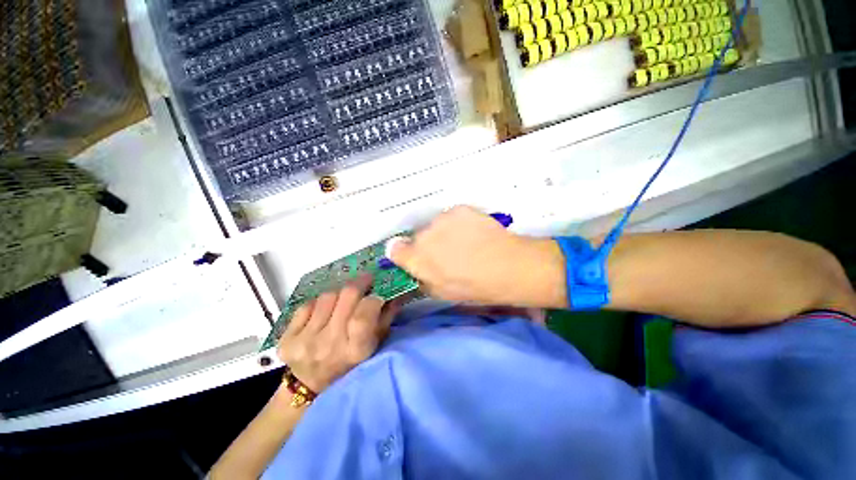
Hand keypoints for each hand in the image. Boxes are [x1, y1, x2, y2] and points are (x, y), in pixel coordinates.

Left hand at [277, 275, 400, 392]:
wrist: (310, 386)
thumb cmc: (350, 365)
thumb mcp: (374, 346)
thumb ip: (385, 319)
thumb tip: (394, 294)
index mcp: (355, 350)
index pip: (364, 314)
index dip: (373, 299)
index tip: (377, 293)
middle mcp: (329, 345)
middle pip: (346, 296)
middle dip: (359, 284)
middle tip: (365, 281)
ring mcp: (305, 341)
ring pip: (327, 296)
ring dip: (339, 294)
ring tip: (342, 300)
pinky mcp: (287, 339)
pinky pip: (307, 305)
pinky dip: (318, 304)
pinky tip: (322, 312)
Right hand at [387, 206, 567, 307]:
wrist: (507, 266)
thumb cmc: (473, 287)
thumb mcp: (442, 293)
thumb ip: (422, 279)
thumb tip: (416, 270)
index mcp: (416, 258)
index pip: (394, 249)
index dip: (405, 254)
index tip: (415, 258)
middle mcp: (423, 235)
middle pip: (418, 237)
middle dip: (429, 245)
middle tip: (449, 254)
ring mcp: (441, 219)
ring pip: (436, 226)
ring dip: (444, 233)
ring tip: (465, 243)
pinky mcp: (459, 209)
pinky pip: (452, 217)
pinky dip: (459, 224)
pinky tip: (474, 233)